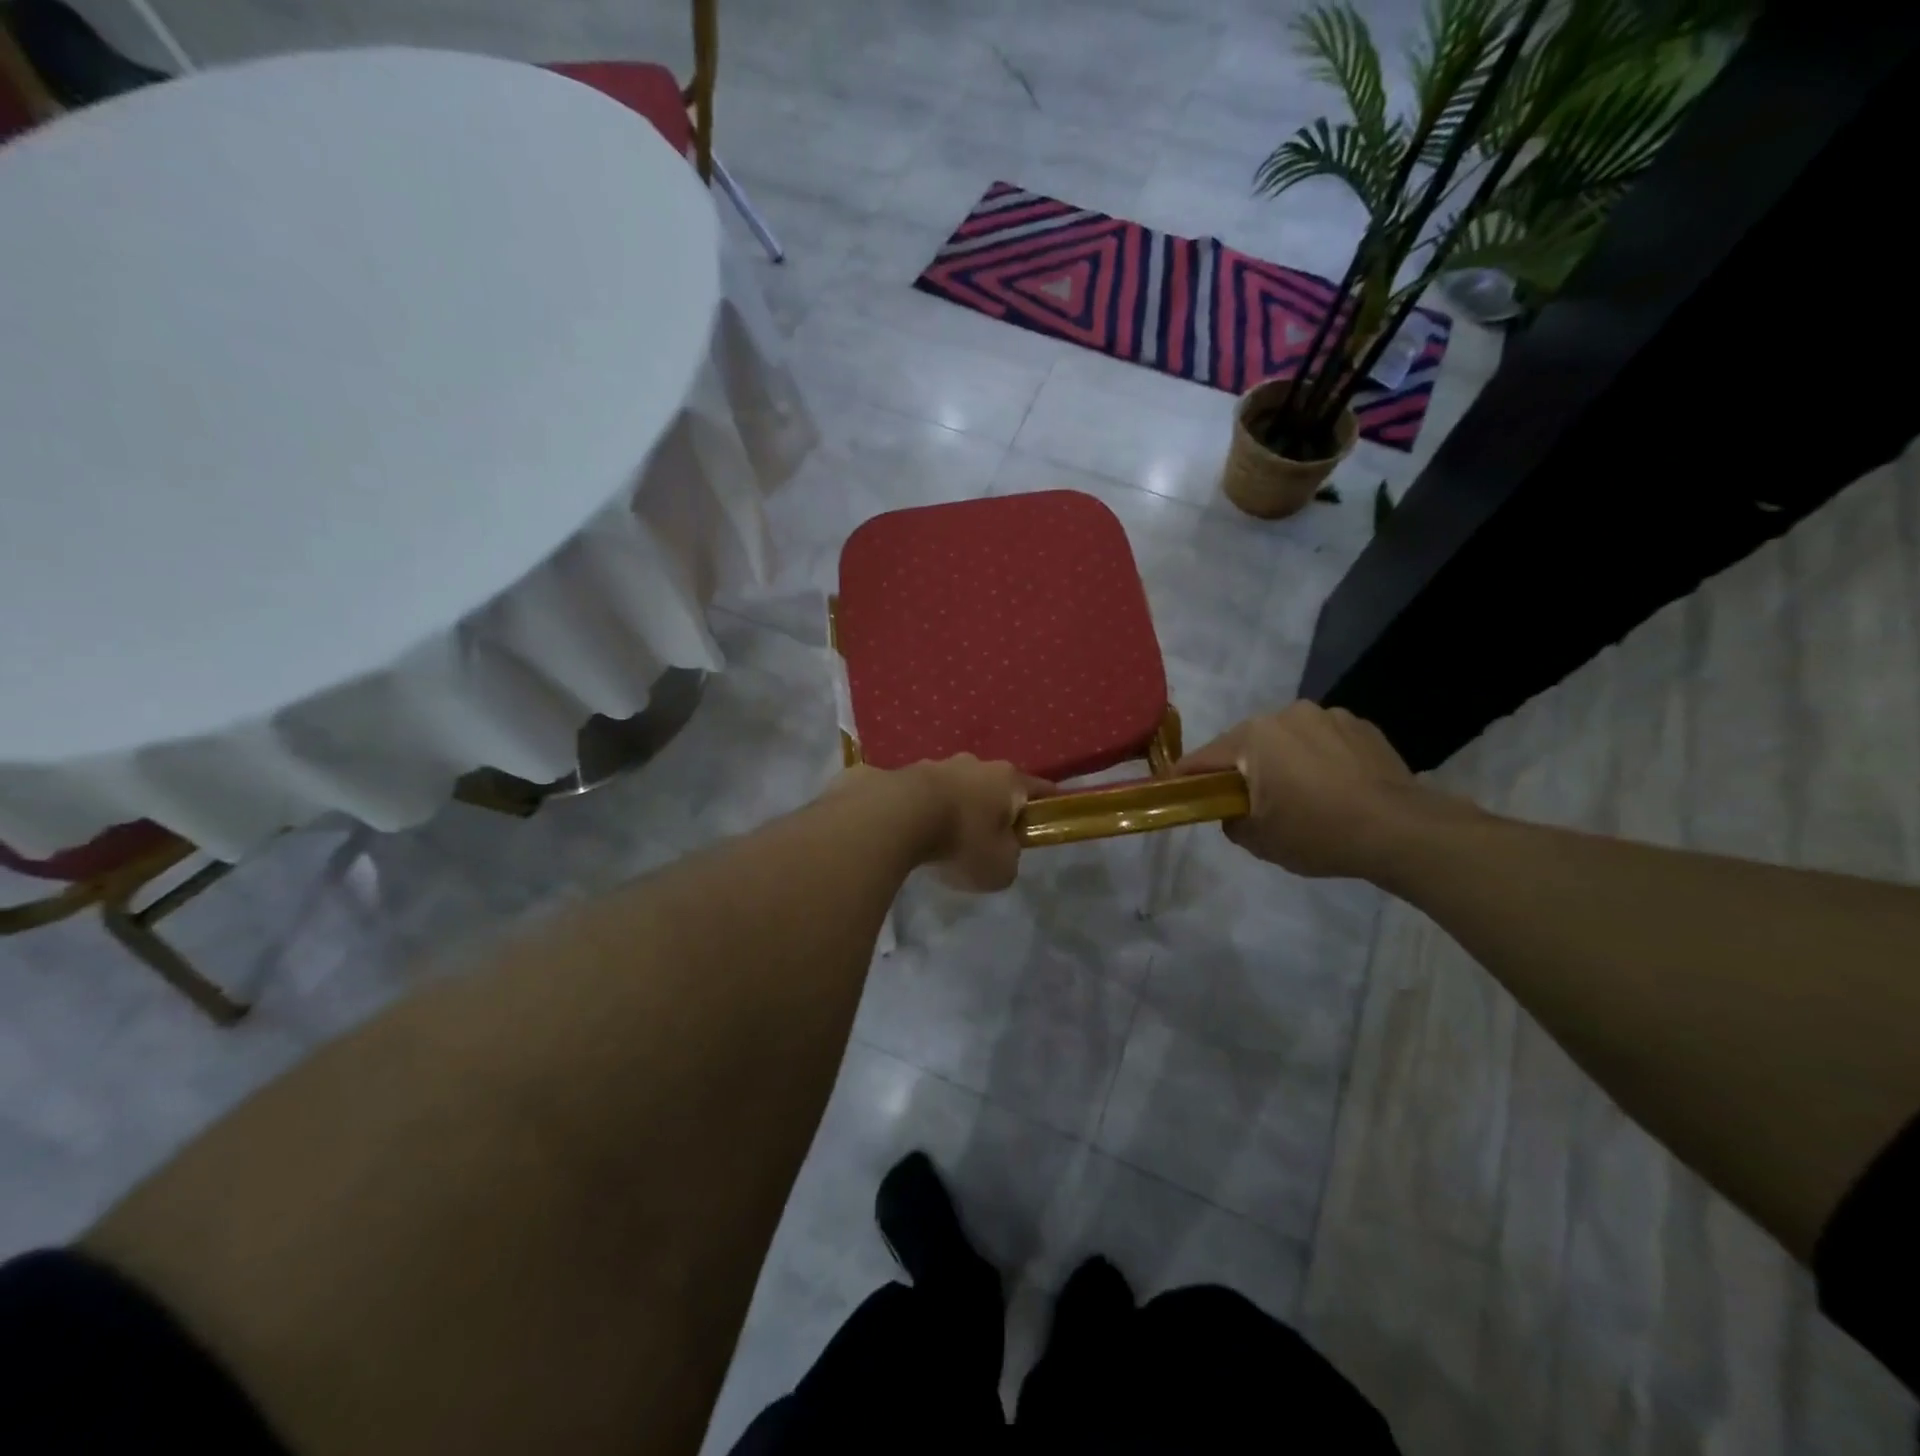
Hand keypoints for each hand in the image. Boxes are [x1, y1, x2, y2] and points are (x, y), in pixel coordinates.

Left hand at [831, 757, 1052, 891]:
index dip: (1047, 804)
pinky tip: (916, 831)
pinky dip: (925, 809)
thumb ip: (1009, 858)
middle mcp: (975, 764)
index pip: (1039, 788)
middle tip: (988, 836)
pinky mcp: (904, 772)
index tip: (1050, 814)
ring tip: (945, 836)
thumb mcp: (1000, 867)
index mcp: (1008, 780)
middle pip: (993, 785)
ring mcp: (937, 764)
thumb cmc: (962, 839)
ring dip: (956, 806)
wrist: (896, 815)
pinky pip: (923, 795)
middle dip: (993, 807)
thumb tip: (1001, 851)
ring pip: (956, 787)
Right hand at [1177, 703, 1442, 879]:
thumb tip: (1232, 811)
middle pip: (1247, 744)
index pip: (1203, 758)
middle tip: (1248, 802)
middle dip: (1242, 769)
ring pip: (1288, 740)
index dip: (1185, 778)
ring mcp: (1328, 715)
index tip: (1173, 791)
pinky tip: (1335, 787)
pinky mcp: (1362, 725)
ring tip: (1302, 795)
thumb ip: (1230, 820)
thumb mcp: (1259, 840)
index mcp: (1254, 736)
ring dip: (1284, 761)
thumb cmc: (1318, 833)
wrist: (1402, 831)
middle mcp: (1286, 714)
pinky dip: (1319, 759)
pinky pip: (1323, 740)